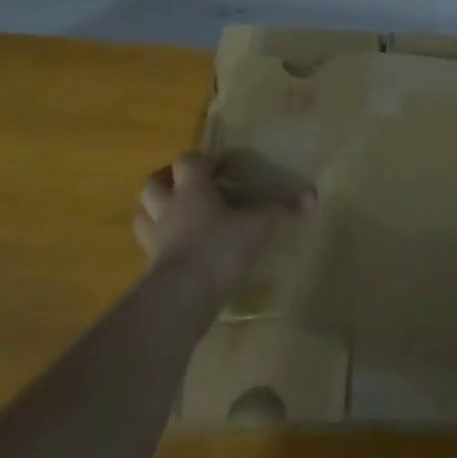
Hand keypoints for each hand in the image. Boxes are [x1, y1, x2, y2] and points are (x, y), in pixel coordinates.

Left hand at [135, 152, 314, 304]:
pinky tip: (178, 249)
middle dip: (168, 179)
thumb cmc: (220, 248)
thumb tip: (312, 196)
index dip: (204, 160)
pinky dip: (160, 242)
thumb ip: (282, 210)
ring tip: (177, 213)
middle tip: (191, 186)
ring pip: (144, 213)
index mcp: (192, 189)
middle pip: (154, 183)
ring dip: (156, 208)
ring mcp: (154, 238)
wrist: (182, 297)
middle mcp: (168, 207)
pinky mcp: (150, 266)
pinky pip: (149, 245)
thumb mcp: (259, 226)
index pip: (188, 161)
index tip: (223, 168)